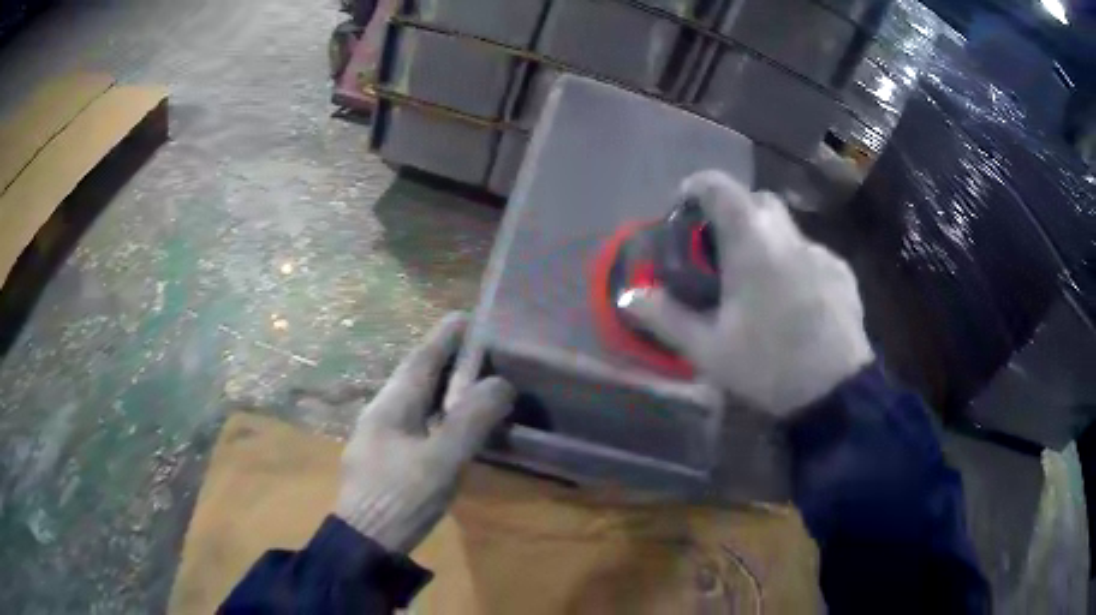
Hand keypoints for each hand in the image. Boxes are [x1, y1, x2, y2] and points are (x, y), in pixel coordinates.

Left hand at [335, 313, 515, 552]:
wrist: (365, 542)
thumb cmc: (400, 498)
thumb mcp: (441, 461)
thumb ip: (471, 421)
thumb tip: (500, 383)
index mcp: (391, 405)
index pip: (421, 359)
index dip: (444, 337)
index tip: (467, 316)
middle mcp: (382, 412)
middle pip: (416, 376)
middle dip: (444, 359)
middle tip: (478, 349)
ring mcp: (379, 435)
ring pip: (414, 400)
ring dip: (441, 387)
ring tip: (470, 381)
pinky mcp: (384, 457)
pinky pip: (415, 422)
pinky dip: (437, 413)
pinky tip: (450, 424)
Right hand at [624, 170, 872, 416]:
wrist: (836, 392)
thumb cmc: (768, 365)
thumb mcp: (708, 349)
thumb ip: (666, 318)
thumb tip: (629, 297)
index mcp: (752, 243)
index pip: (720, 187)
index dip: (697, 186)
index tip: (684, 205)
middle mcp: (789, 236)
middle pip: (758, 201)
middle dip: (735, 213)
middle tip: (721, 249)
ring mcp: (821, 252)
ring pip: (787, 230)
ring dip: (767, 242)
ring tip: (760, 284)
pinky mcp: (843, 273)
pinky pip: (812, 255)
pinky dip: (796, 265)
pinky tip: (795, 302)